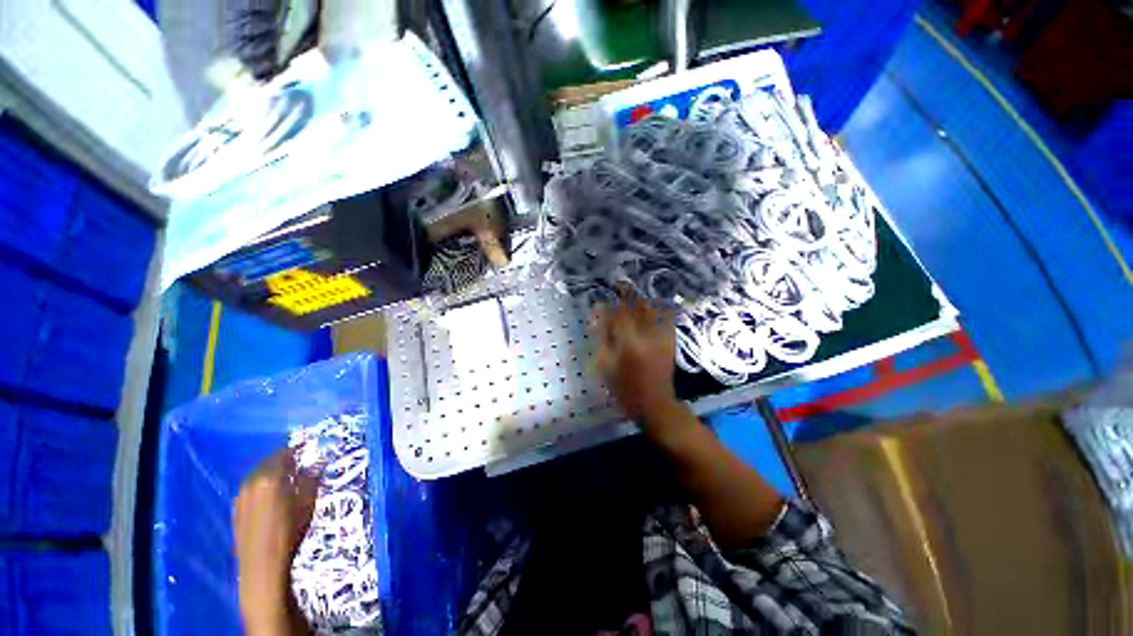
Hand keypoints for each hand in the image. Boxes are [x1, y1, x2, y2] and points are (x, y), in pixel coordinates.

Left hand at [234, 450, 317, 635]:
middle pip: (267, 463)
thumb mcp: (307, 503)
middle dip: (283, 461)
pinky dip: (261, 486)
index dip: (296, 450)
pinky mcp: (235, 509)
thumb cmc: (290, 531)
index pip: (283, 453)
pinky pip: (250, 489)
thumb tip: (314, 465)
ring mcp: (240, 496)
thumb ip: (310, 480)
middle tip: (298, 465)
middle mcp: (250, 483)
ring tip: (286, 480)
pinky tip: (271, 497)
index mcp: (269, 478)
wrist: (262, 566)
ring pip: (257, 475)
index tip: (307, 451)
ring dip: (271, 474)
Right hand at [593, 284, 678, 423]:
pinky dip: (659, 308)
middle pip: (637, 307)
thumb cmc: (624, 388)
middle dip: (628, 293)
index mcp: (628, 341)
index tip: (604, 296)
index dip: (611, 302)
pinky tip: (652, 304)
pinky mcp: (669, 341)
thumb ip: (603, 337)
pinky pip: (665, 319)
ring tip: (633, 291)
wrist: (654, 404)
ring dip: (642, 299)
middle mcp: (646, 334)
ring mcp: (660, 337)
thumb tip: (599, 316)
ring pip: (651, 310)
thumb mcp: (606, 365)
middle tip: (620, 283)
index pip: (618, 313)